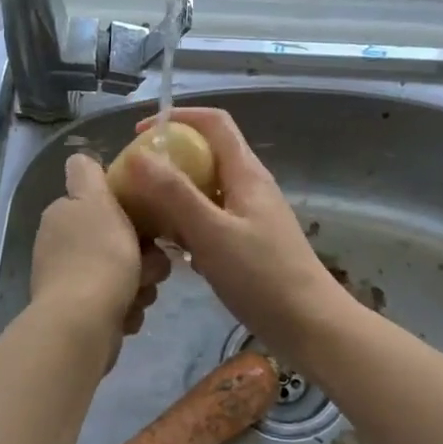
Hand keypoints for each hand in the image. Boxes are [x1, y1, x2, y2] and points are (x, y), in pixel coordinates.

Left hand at [31, 153, 169, 338]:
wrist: (83, 323)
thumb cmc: (99, 257)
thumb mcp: (96, 200)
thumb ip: (87, 174)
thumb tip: (79, 159)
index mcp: (63, 216)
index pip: (102, 206)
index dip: (129, 213)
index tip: (147, 224)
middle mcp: (60, 247)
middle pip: (117, 242)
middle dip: (141, 256)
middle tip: (151, 266)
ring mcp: (68, 282)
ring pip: (122, 274)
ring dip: (139, 284)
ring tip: (139, 293)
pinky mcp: (79, 314)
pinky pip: (116, 303)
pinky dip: (126, 308)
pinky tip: (127, 314)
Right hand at [124, 107, 352, 366]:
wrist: (310, 326)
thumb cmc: (262, 276)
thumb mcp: (212, 232)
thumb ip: (174, 193)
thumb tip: (138, 155)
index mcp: (246, 173)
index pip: (214, 123)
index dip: (177, 117)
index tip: (139, 133)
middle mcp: (249, 186)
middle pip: (205, 155)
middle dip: (167, 160)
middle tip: (132, 181)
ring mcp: (249, 215)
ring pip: (204, 190)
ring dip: (173, 194)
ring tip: (140, 213)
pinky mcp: (247, 242)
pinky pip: (209, 219)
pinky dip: (185, 223)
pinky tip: (167, 246)